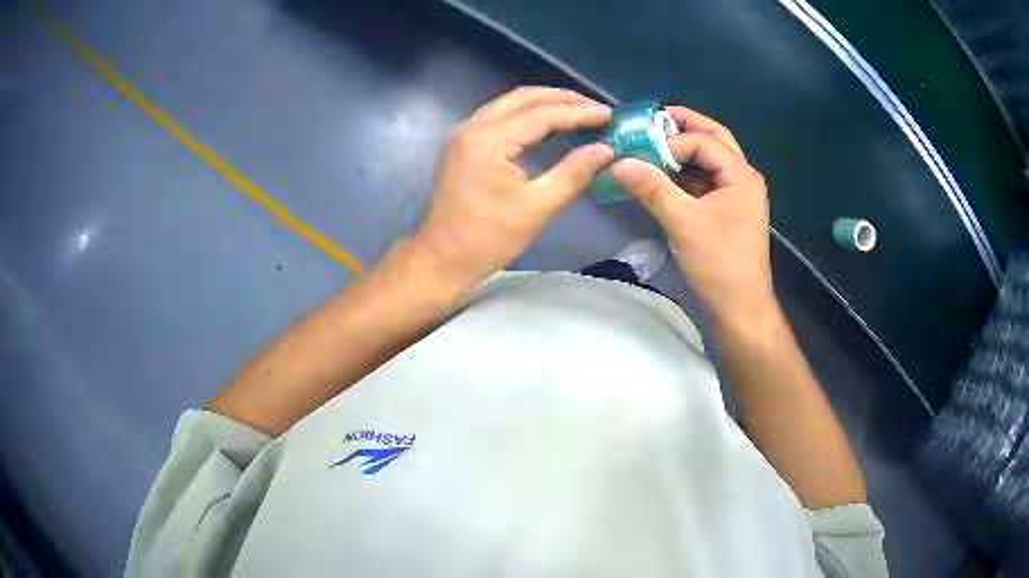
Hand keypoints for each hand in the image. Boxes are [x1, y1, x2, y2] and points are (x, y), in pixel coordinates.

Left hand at [410, 87, 613, 292]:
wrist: (442, 258)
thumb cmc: (488, 239)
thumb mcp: (537, 208)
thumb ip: (573, 174)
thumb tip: (606, 150)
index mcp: (487, 141)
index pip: (541, 114)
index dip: (578, 113)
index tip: (609, 114)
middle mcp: (472, 127)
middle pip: (523, 98)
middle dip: (563, 99)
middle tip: (596, 109)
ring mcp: (464, 133)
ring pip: (510, 103)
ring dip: (545, 103)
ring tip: (579, 111)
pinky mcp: (463, 143)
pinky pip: (500, 116)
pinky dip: (527, 114)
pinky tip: (550, 124)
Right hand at [611, 107, 775, 328]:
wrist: (740, 308)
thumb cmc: (720, 264)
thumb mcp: (684, 222)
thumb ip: (652, 188)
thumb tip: (617, 163)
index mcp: (741, 175)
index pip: (703, 142)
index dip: (671, 143)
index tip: (640, 152)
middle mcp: (742, 178)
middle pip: (713, 140)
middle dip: (685, 127)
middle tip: (653, 120)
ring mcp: (735, 195)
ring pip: (708, 161)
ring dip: (683, 152)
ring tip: (651, 145)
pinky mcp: (725, 211)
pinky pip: (703, 182)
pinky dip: (683, 175)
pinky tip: (661, 177)